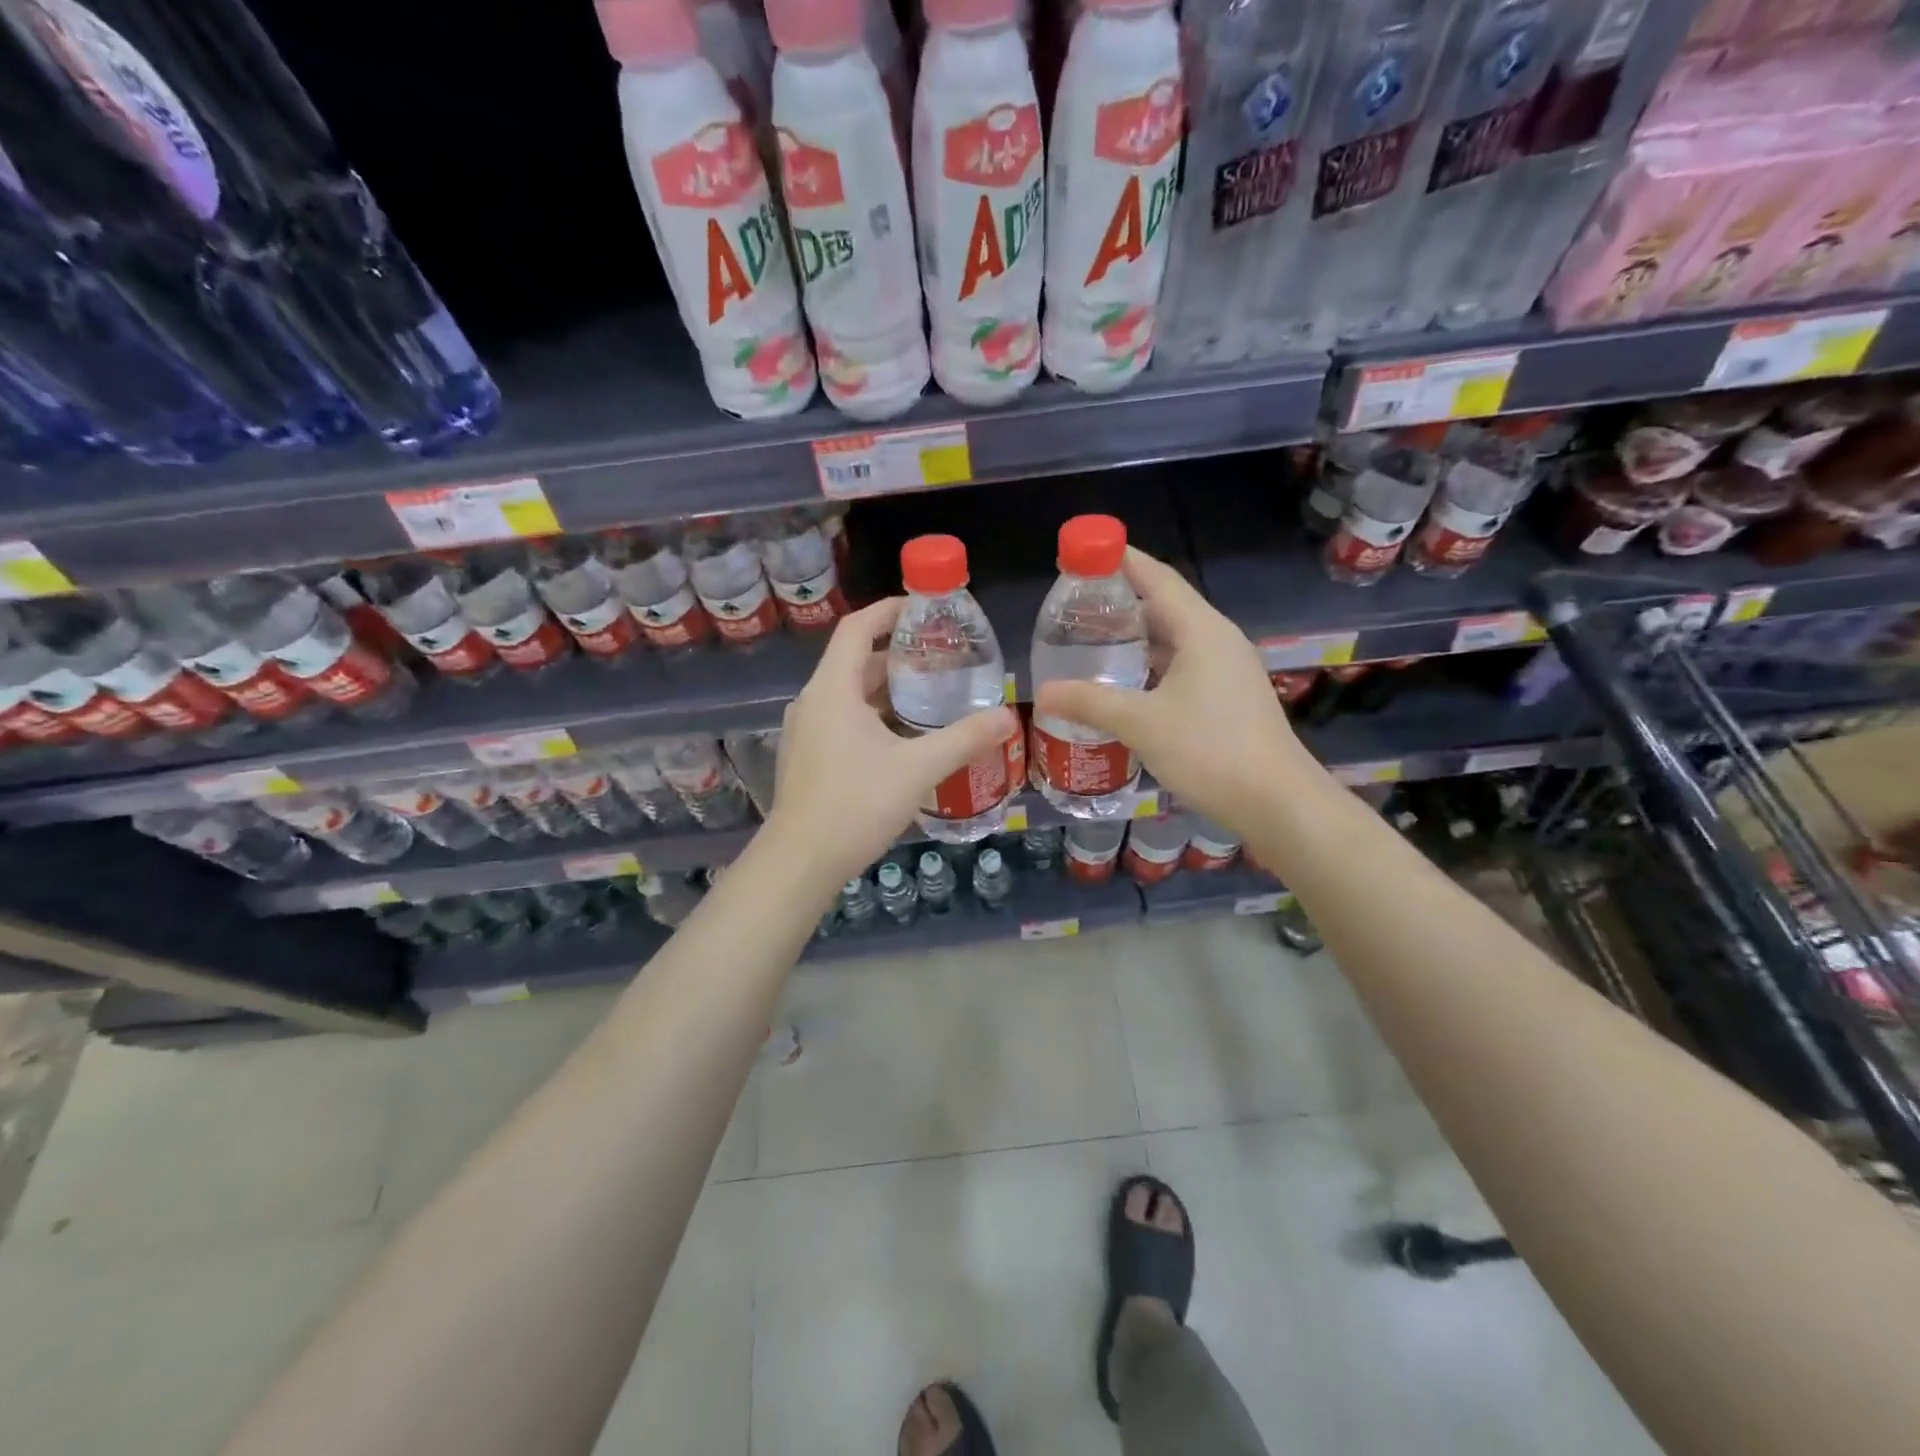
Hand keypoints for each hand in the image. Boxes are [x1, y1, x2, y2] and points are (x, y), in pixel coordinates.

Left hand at [767, 598, 1017, 891]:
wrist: (800, 862)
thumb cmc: (855, 804)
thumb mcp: (918, 768)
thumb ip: (963, 739)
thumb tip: (1008, 717)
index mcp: (832, 688)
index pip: (857, 628)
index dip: (889, 611)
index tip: (925, 609)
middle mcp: (813, 702)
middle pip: (856, 661)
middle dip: (898, 654)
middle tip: (942, 656)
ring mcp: (806, 731)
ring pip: (849, 694)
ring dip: (887, 688)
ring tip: (931, 693)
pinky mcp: (808, 757)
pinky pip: (843, 719)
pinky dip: (874, 715)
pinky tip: (905, 737)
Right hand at [1033, 547, 1309, 836]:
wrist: (1276, 801)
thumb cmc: (1210, 750)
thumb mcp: (1142, 724)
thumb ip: (1090, 703)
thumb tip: (1043, 694)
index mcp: (1201, 630)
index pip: (1157, 578)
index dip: (1120, 560)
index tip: (1083, 552)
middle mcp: (1218, 640)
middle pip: (1165, 605)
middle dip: (1121, 602)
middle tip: (1075, 607)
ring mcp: (1228, 669)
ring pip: (1174, 639)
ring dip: (1136, 637)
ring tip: (1092, 643)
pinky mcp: (1229, 696)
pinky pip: (1183, 665)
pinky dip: (1151, 665)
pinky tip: (1126, 685)